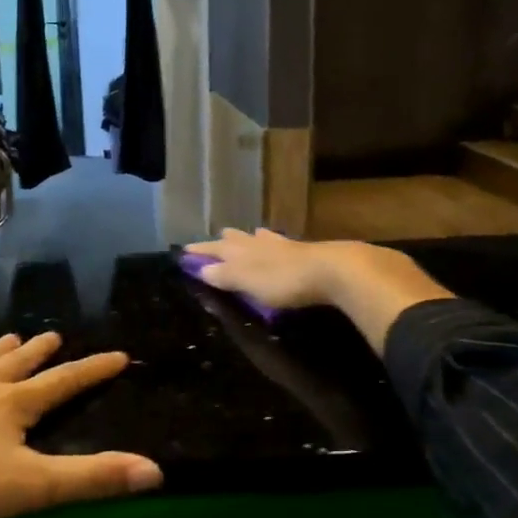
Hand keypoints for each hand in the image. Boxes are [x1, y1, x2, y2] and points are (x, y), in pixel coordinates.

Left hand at [0, 332, 161, 517]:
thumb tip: (155, 470)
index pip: (63, 383)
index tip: (117, 354)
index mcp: (11, 405)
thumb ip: (91, 478)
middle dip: (38, 352)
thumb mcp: (31, 488)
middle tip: (52, 336)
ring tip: (8, 339)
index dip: (92, 370)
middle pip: (16, 364)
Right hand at [183, 230, 453, 350]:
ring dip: (251, 239)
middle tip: (218, 238)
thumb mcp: (247, 282)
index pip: (214, 249)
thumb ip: (224, 276)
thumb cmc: (284, 280)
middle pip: (237, 239)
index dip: (200, 252)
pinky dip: (274, 244)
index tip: (185, 251)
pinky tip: (282, 245)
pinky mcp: (306, 253)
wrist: (333, 270)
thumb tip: (202, 270)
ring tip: (249, 235)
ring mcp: (284, 246)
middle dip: (225, 240)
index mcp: (241, 251)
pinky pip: (282, 245)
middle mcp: (259, 244)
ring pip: (261, 239)